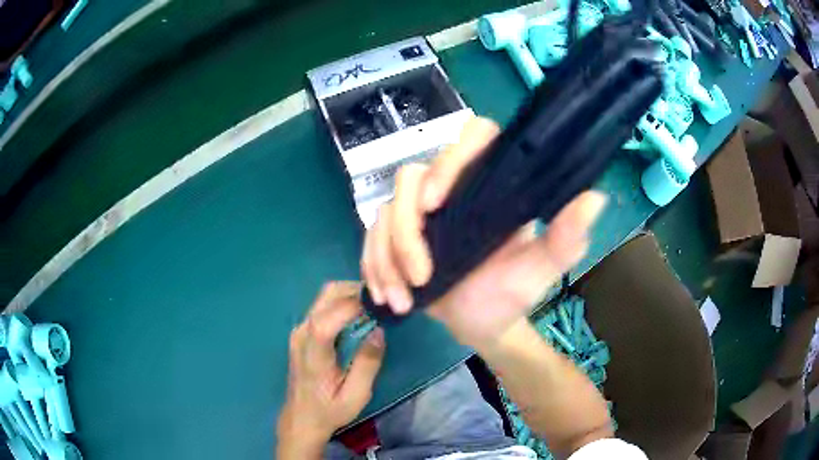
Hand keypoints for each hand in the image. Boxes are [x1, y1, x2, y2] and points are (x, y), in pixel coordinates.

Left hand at [277, 282, 384, 458]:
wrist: (301, 417)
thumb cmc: (329, 410)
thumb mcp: (355, 395)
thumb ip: (367, 364)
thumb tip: (378, 331)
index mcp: (313, 353)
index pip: (327, 320)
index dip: (353, 306)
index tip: (381, 305)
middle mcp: (302, 334)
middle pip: (326, 296)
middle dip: (356, 291)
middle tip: (382, 301)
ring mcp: (300, 330)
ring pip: (325, 296)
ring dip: (350, 294)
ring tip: (374, 306)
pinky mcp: (302, 331)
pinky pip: (323, 306)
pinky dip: (343, 302)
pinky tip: (359, 315)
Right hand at [360, 117, 606, 348]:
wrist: (480, 324)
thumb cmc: (511, 294)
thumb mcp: (540, 270)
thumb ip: (565, 239)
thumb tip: (594, 198)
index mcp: (491, 185)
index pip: (473, 137)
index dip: (451, 157)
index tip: (437, 203)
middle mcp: (453, 188)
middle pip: (411, 178)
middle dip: (406, 232)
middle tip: (421, 276)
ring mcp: (419, 212)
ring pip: (385, 212)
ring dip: (387, 258)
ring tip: (402, 299)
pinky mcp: (396, 234)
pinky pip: (371, 238)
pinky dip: (373, 267)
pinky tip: (386, 295)